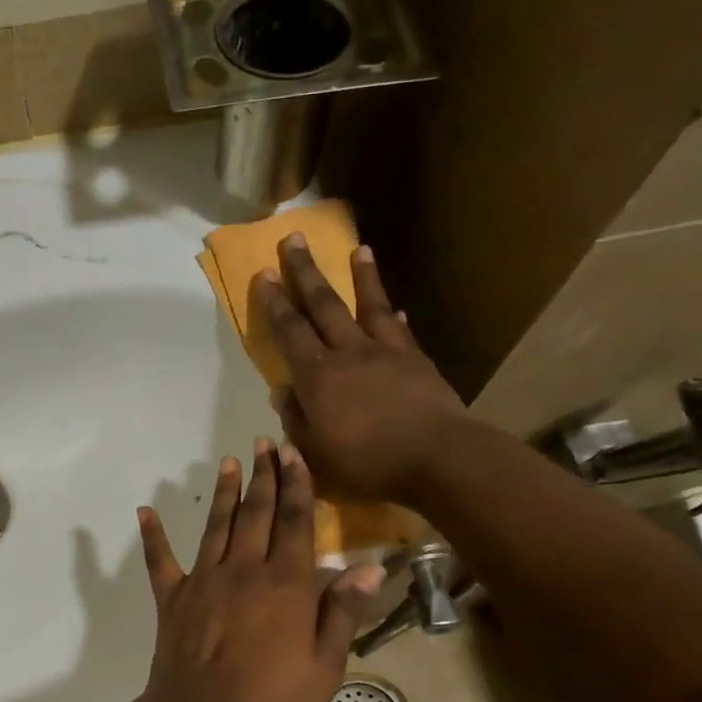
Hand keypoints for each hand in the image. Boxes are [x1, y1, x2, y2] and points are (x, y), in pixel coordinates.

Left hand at [135, 442, 384, 701]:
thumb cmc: (272, 701)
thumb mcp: (324, 665)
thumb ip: (342, 612)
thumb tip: (369, 566)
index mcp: (285, 584)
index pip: (295, 522)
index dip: (297, 485)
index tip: (294, 454)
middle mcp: (244, 570)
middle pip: (257, 513)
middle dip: (263, 476)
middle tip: (264, 443)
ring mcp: (203, 580)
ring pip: (216, 525)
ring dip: (223, 492)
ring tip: (228, 462)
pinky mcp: (172, 597)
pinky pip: (160, 560)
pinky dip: (153, 535)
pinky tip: (145, 511)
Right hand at [255, 236, 467, 504]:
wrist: (438, 458)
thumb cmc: (367, 462)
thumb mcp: (316, 452)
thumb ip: (296, 419)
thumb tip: (281, 391)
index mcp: (318, 376)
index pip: (290, 331)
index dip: (274, 303)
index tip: (264, 274)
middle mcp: (349, 353)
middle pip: (324, 304)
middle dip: (306, 271)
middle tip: (294, 239)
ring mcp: (386, 352)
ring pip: (369, 305)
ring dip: (361, 276)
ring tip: (358, 248)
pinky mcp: (417, 361)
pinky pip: (401, 330)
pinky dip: (395, 315)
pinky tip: (398, 306)